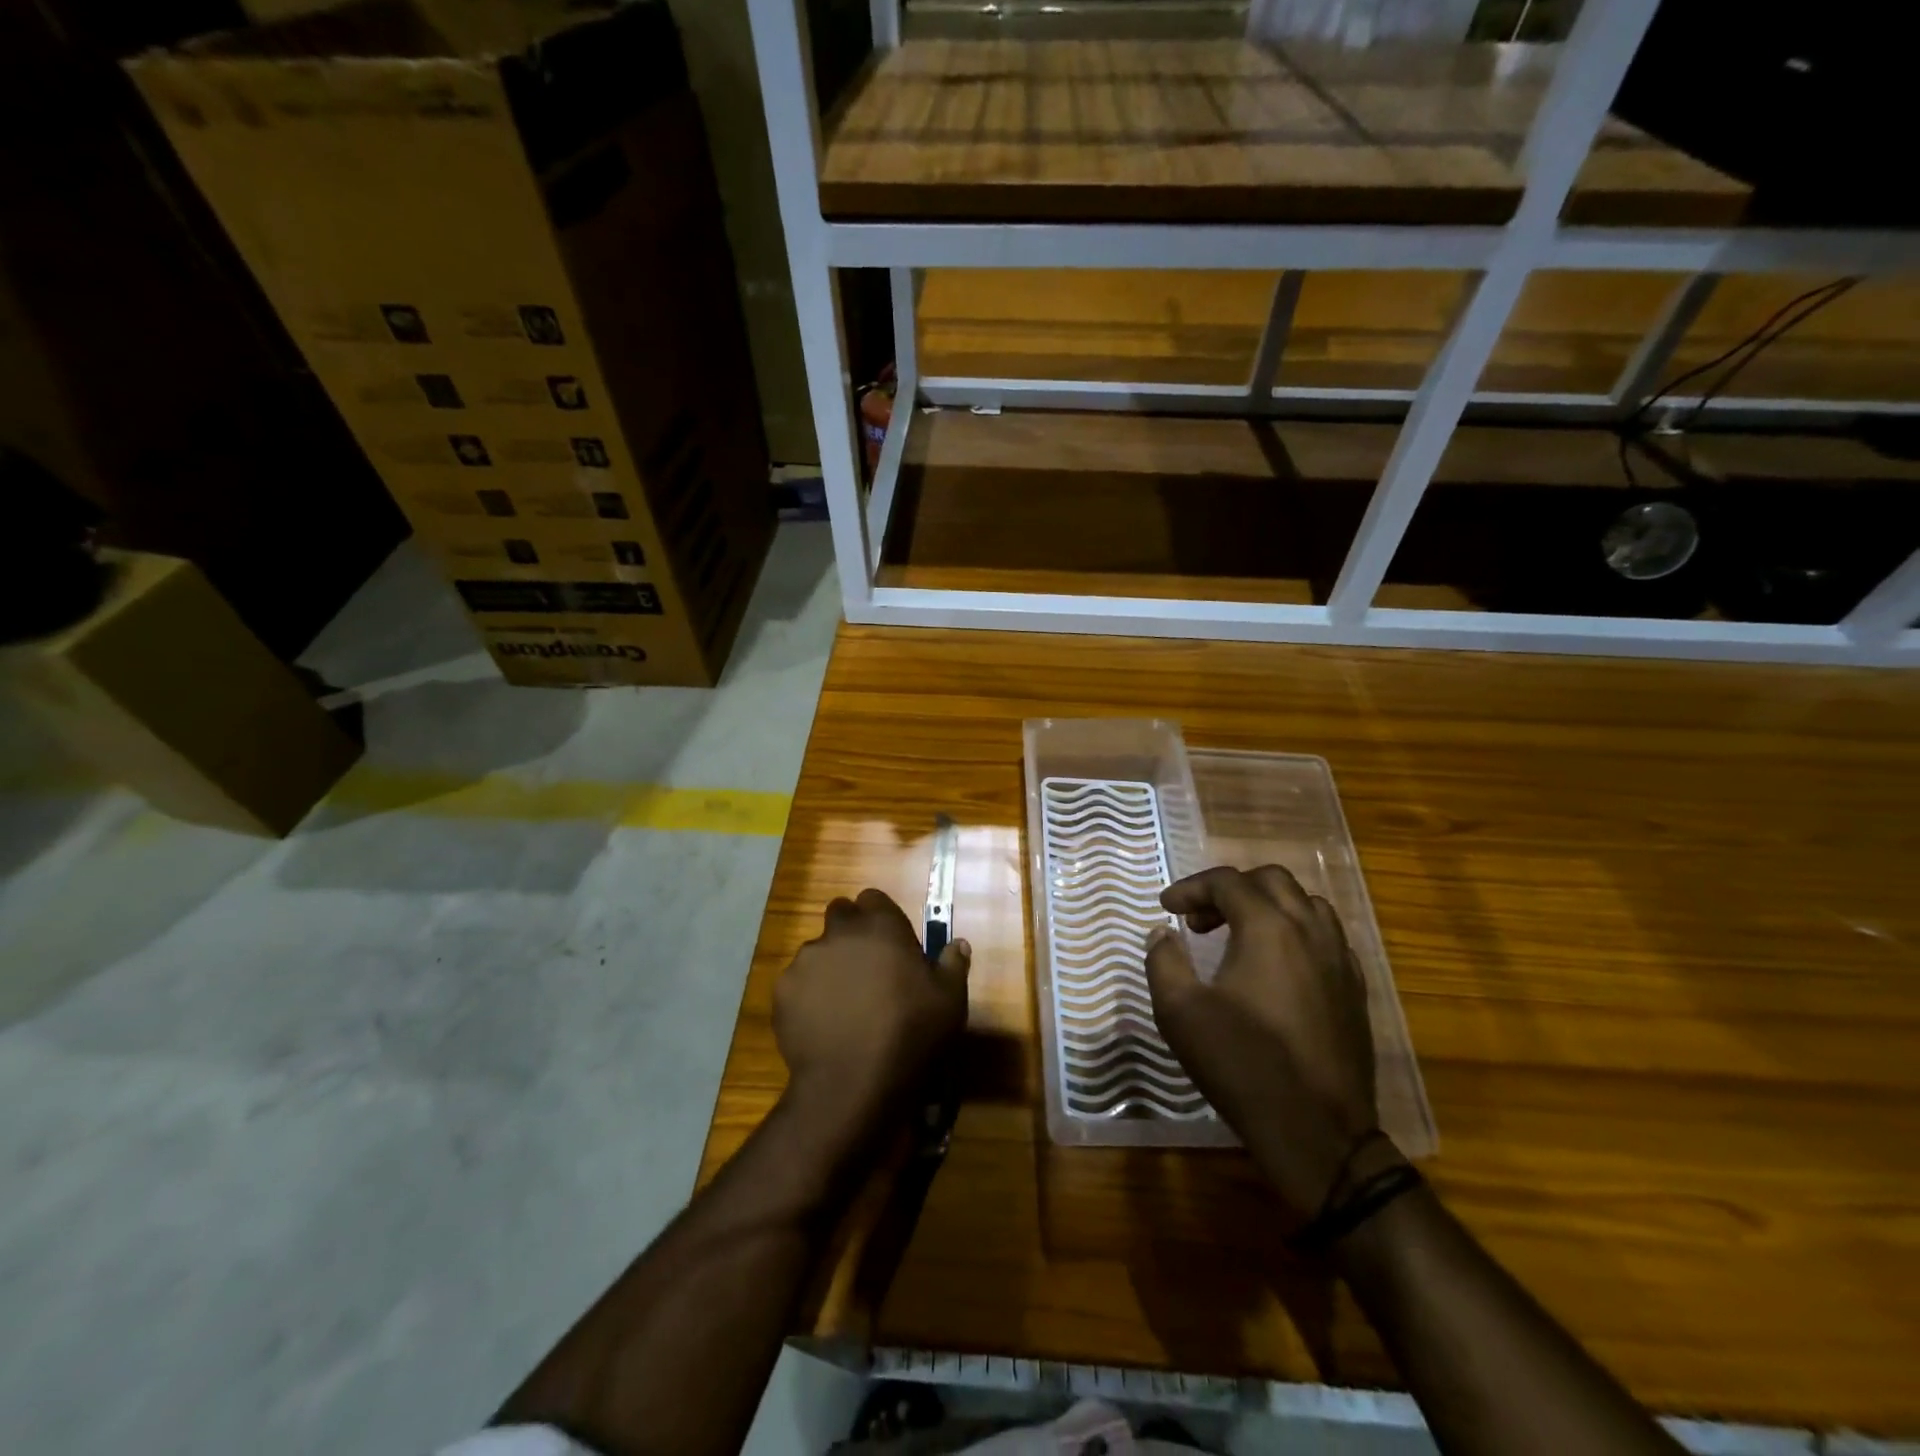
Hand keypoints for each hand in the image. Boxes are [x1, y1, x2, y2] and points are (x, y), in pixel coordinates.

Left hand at [774, 889, 970, 1140]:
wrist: (853, 1083)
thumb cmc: (911, 1033)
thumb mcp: (950, 1001)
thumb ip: (952, 965)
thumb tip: (958, 944)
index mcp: (880, 926)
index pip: (873, 898)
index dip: (880, 916)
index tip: (890, 942)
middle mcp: (839, 933)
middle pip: (840, 915)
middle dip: (850, 933)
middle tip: (866, 968)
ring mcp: (805, 961)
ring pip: (817, 951)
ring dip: (829, 966)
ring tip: (842, 1004)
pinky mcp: (782, 992)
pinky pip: (796, 984)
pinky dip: (807, 997)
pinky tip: (822, 1024)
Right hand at [1145, 865, 1386, 1224]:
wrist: (1316, 1133)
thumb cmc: (1241, 1064)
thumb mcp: (1179, 1011)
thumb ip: (1163, 960)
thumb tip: (1162, 933)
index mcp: (1268, 928)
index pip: (1227, 882)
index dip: (1190, 887)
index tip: (1166, 907)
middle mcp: (1310, 931)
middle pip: (1271, 880)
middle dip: (1230, 889)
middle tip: (1200, 919)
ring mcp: (1339, 959)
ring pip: (1306, 903)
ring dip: (1267, 906)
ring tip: (1238, 934)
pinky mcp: (1354, 989)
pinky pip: (1327, 936)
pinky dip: (1296, 932)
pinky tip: (1276, 966)